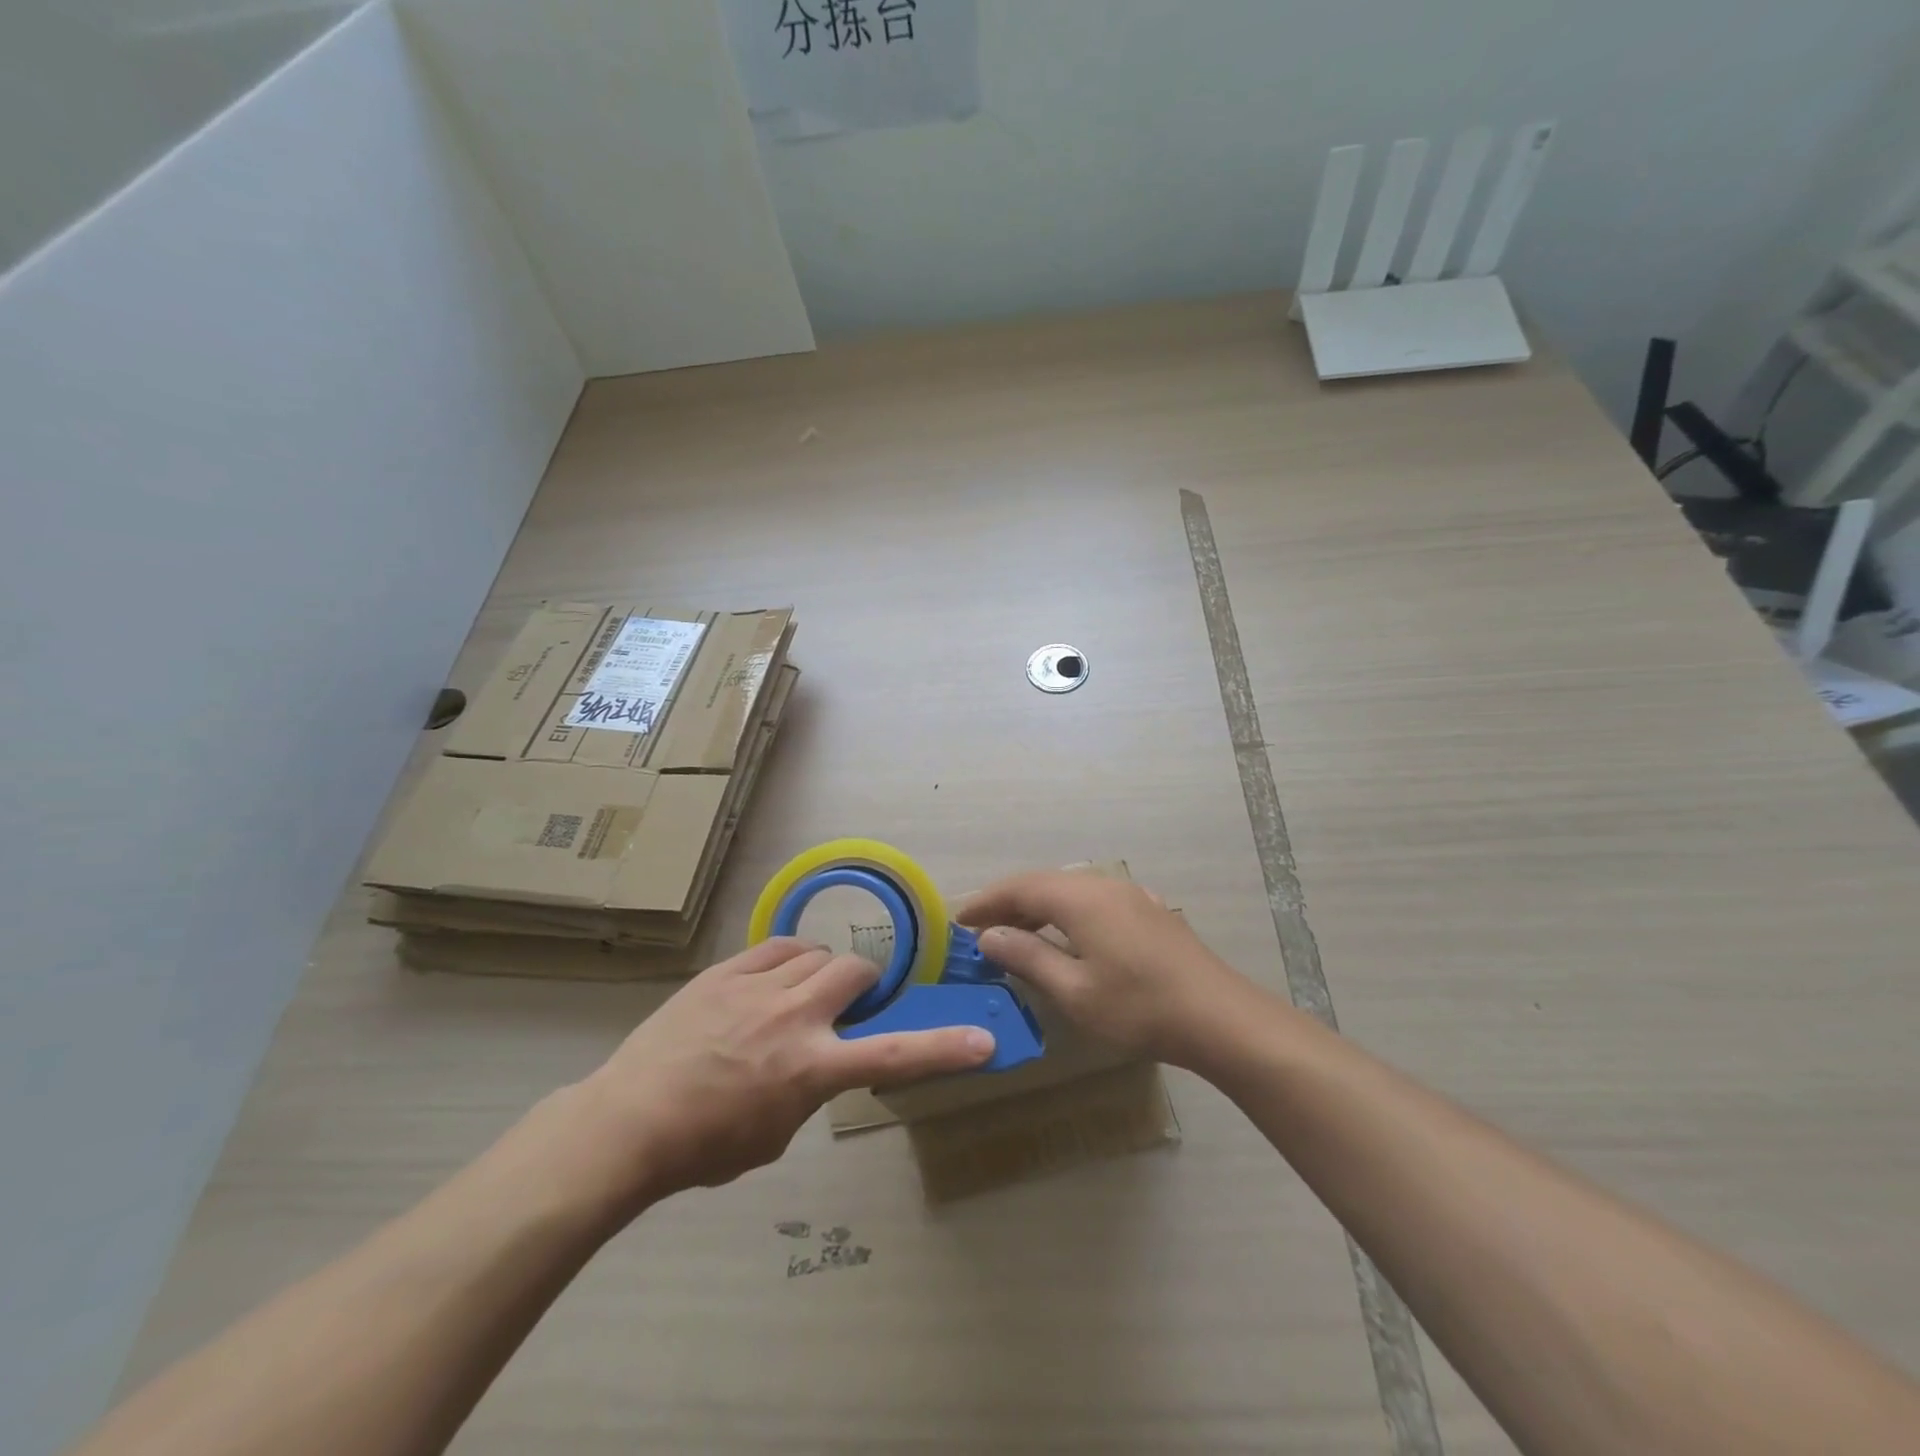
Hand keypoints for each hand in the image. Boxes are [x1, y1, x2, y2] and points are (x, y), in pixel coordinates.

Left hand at [572, 938, 993, 1207]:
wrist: (628, 1121)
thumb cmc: (704, 1146)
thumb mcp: (775, 1133)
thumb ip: (810, 1089)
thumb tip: (818, 1059)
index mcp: (811, 1067)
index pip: (893, 1054)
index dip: (943, 1049)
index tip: (982, 1041)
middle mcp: (794, 1016)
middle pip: (855, 971)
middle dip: (864, 984)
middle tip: (847, 1005)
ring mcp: (758, 987)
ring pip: (817, 952)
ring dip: (824, 971)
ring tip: (803, 992)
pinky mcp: (726, 971)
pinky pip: (778, 945)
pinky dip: (790, 958)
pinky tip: (776, 977)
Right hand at [957, 871, 1262, 1069]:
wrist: (1218, 1017)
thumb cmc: (1138, 1007)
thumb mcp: (1073, 990)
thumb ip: (1028, 957)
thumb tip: (990, 936)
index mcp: (1079, 898)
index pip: (1019, 887)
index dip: (986, 901)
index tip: (958, 920)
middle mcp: (1103, 885)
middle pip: (1044, 884)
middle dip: (1009, 903)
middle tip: (981, 929)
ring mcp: (1131, 896)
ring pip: (1071, 890)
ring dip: (1039, 908)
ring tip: (1017, 934)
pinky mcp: (1149, 912)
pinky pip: (1095, 901)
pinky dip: (1069, 913)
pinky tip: (1070, 935)